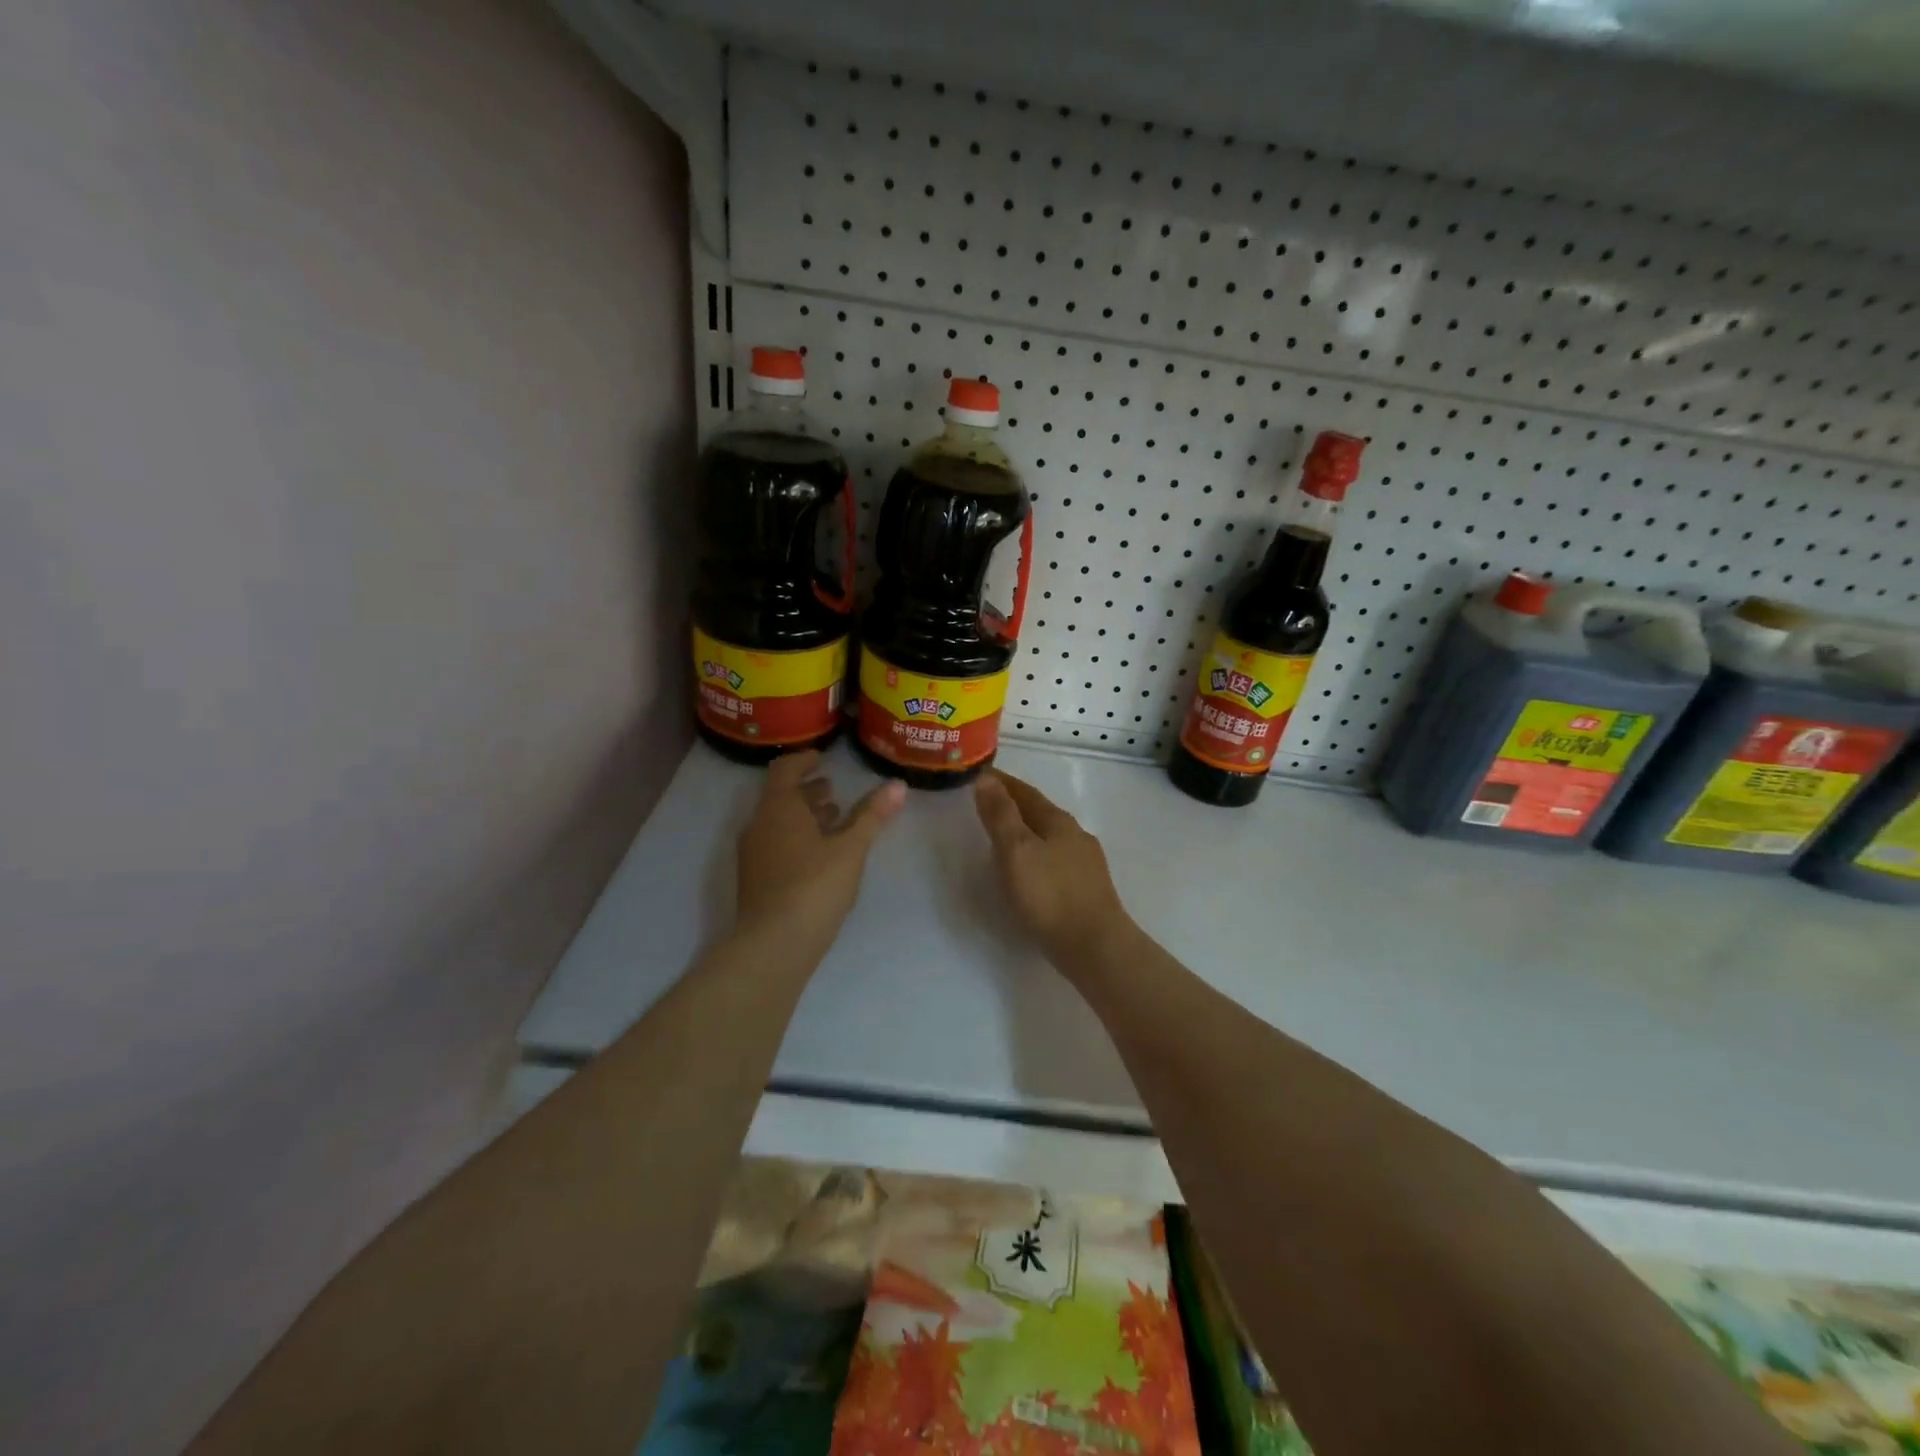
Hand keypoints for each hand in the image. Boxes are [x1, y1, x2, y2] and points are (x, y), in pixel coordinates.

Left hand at [735, 750, 904, 957]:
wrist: (773, 945)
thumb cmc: (814, 886)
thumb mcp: (851, 849)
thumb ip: (873, 816)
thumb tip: (898, 785)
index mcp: (778, 808)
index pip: (785, 769)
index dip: (803, 760)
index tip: (823, 758)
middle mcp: (759, 825)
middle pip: (781, 797)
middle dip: (808, 791)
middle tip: (834, 789)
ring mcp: (753, 854)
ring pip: (779, 823)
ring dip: (805, 816)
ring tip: (834, 819)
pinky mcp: (756, 879)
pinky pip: (777, 844)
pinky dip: (798, 838)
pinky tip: (822, 855)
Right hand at [973, 770, 1131, 977]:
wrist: (1095, 947)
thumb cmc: (1049, 896)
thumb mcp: (1016, 851)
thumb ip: (1001, 815)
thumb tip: (987, 779)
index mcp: (1058, 821)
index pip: (1025, 792)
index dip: (1002, 782)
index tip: (980, 775)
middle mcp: (1076, 835)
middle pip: (1040, 811)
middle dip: (1014, 804)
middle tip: (987, 802)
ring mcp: (1085, 862)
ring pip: (1050, 836)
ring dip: (1026, 829)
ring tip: (1004, 835)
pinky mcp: (1087, 888)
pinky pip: (1055, 859)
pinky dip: (1036, 853)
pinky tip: (1030, 868)